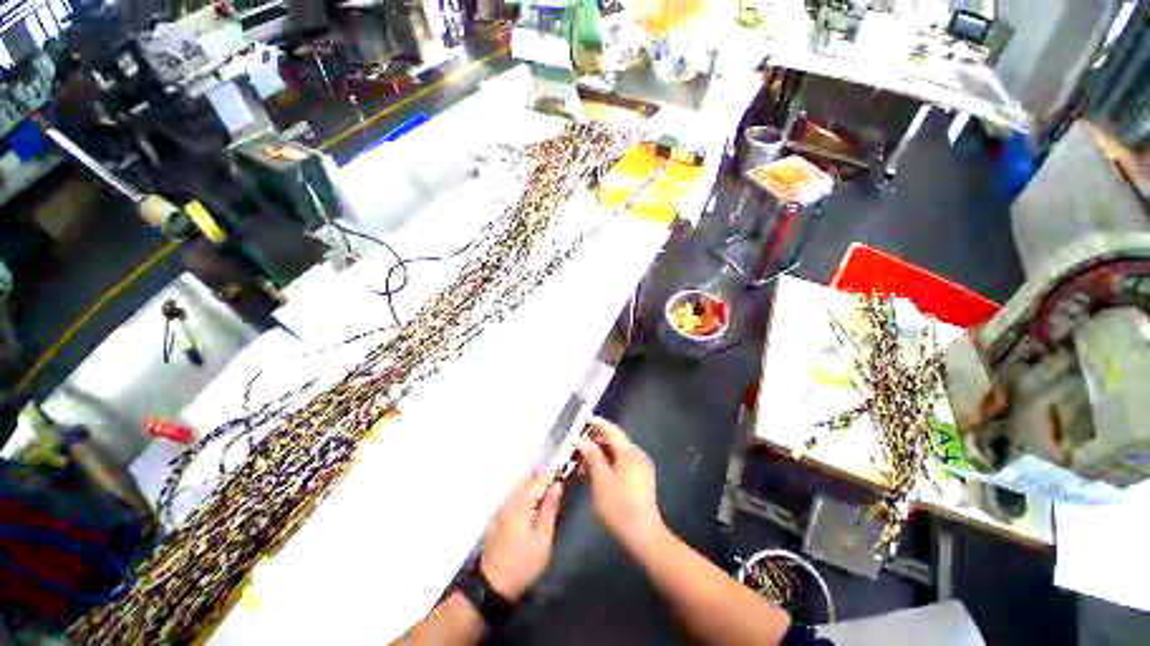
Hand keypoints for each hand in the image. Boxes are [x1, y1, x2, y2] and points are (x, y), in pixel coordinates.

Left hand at [480, 472, 563, 602]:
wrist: (495, 583)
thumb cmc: (525, 563)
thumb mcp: (543, 538)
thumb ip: (549, 510)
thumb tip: (556, 486)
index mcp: (518, 506)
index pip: (536, 481)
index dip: (552, 473)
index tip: (568, 467)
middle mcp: (505, 505)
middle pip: (523, 483)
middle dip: (541, 477)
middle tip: (561, 476)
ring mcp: (498, 513)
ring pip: (516, 491)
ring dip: (532, 486)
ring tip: (551, 487)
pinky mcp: (496, 523)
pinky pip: (511, 501)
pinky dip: (524, 496)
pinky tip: (533, 503)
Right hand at [576, 416, 665, 554]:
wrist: (641, 531)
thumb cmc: (617, 505)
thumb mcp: (600, 480)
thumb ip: (592, 458)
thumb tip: (582, 441)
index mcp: (630, 453)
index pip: (612, 431)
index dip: (597, 424)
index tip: (583, 418)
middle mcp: (639, 457)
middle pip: (617, 442)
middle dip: (596, 441)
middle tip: (576, 445)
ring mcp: (642, 470)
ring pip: (619, 455)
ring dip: (601, 455)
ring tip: (581, 461)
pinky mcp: (641, 482)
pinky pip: (623, 465)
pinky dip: (608, 465)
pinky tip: (595, 474)